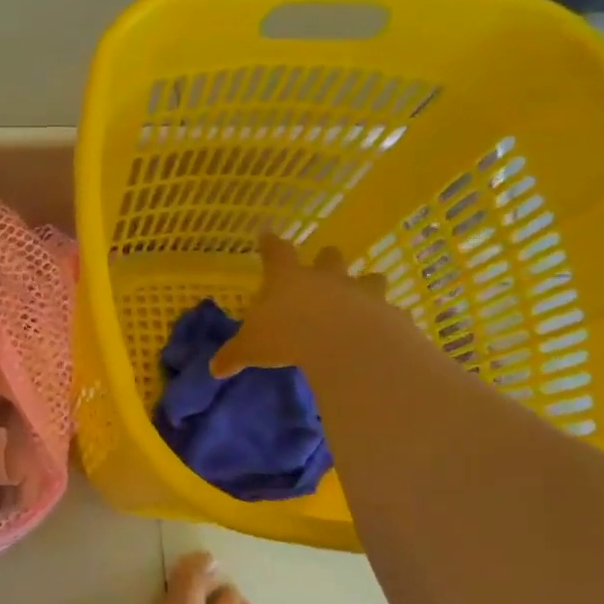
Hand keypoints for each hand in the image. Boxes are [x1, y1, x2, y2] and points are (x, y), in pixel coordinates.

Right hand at [211, 233, 386, 377]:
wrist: (346, 347)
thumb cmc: (288, 338)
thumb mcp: (251, 349)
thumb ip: (234, 355)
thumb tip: (214, 369)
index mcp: (289, 279)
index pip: (276, 252)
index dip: (270, 243)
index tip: (267, 234)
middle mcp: (327, 278)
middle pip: (330, 257)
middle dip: (327, 260)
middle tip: (324, 267)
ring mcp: (361, 293)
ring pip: (369, 278)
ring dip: (365, 285)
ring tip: (362, 297)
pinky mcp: (388, 314)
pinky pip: (389, 312)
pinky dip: (385, 320)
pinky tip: (382, 332)